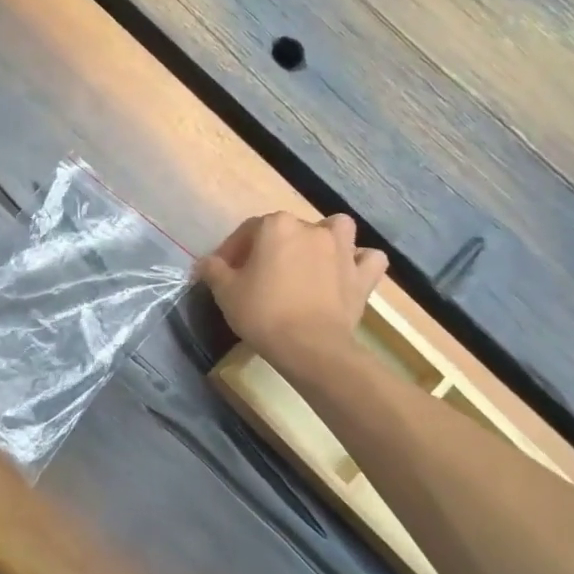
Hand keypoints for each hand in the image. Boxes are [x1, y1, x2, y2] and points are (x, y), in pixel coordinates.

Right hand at [199, 213, 387, 368]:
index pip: (248, 230)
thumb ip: (213, 271)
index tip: (223, 272)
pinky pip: (368, 259)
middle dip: (272, 247)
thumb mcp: (226, 292)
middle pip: (288, 229)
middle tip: (259, 275)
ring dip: (326, 238)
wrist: (309, 346)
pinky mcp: (362, 276)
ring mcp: (342, 250)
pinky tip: (348, 273)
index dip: (232, 250)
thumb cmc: (263, 313)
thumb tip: (205, 263)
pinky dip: (360, 262)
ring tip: (311, 260)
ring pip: (336, 230)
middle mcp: (312, 229)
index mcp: (276, 226)